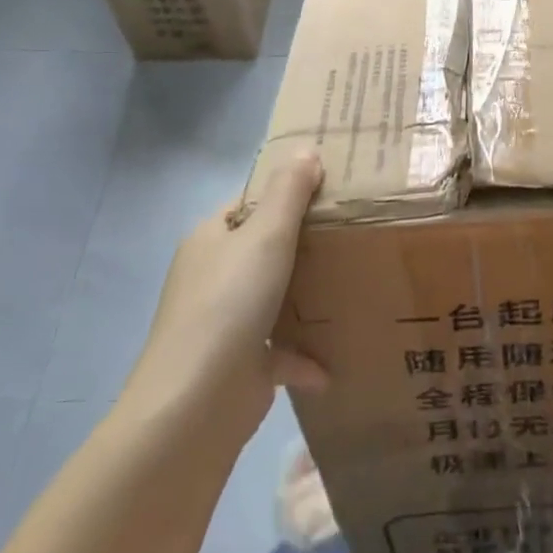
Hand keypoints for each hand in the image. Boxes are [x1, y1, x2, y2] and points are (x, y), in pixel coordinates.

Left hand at [120, 153, 327, 443]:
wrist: (196, 402)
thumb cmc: (230, 303)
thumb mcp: (266, 235)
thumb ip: (289, 192)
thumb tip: (306, 150)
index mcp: (211, 239)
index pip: (251, 202)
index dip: (288, 191)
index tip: (334, 188)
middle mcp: (214, 276)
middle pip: (266, 248)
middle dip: (307, 242)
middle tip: (356, 230)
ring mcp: (225, 321)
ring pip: (274, 296)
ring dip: (308, 295)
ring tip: (355, 282)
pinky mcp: (241, 363)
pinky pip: (281, 349)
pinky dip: (306, 354)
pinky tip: (335, 360)